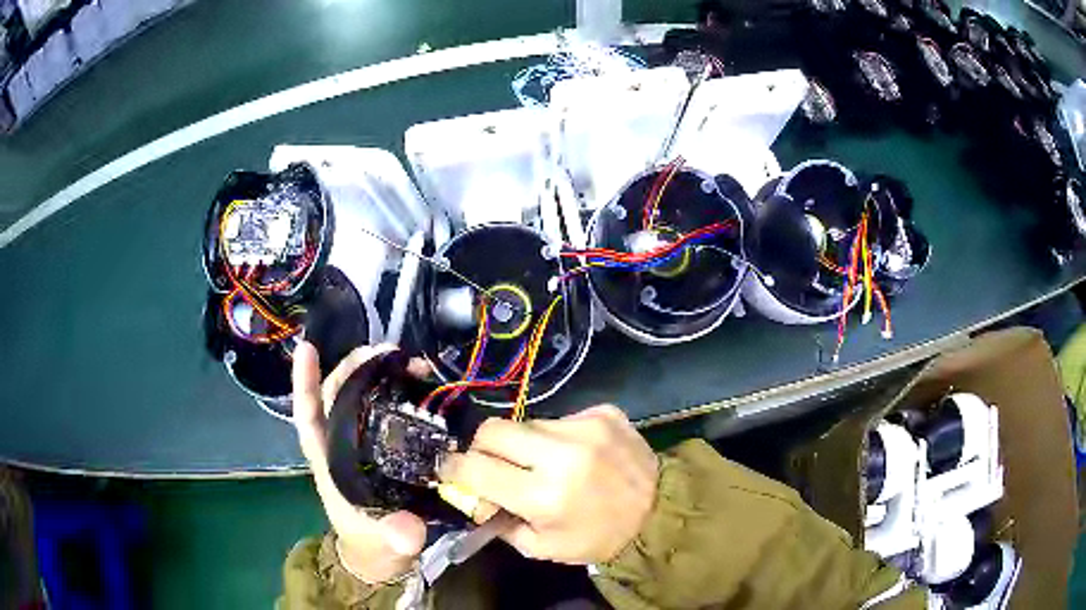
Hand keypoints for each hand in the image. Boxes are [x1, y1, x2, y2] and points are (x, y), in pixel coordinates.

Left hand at [292, 342, 426, 583]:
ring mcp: (363, 447)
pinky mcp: (385, 450)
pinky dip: (399, 395)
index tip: (307, 348)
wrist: (383, 558)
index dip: (304, 383)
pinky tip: (420, 386)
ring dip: (380, 377)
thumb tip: (408, 529)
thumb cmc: (373, 548)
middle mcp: (342, 448)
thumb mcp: (385, 547)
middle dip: (356, 369)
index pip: (309, 417)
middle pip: (337, 398)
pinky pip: (388, 414)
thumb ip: (395, 538)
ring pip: (362, 400)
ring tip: (411, 363)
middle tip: (390, 352)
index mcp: (330, 464)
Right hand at [438, 405, 658, 563]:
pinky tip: (575, 455)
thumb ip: (499, 522)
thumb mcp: (542, 548)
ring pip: (526, 423)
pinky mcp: (604, 413)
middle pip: (493, 430)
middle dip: (482, 448)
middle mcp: (562, 454)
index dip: (454, 467)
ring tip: (544, 464)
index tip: (449, 468)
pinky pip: (559, 418)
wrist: (660, 513)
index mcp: (544, 496)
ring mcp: (585, 427)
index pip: (476, 468)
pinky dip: (557, 437)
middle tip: (492, 465)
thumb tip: (473, 495)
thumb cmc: (597, 538)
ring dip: (524, 444)